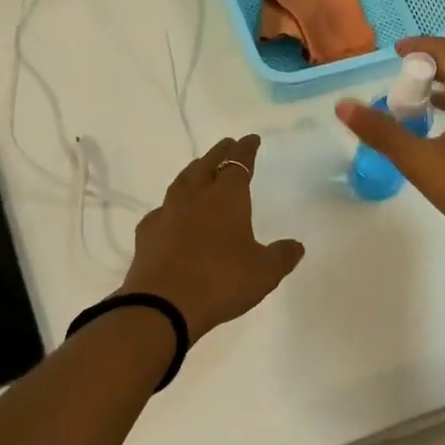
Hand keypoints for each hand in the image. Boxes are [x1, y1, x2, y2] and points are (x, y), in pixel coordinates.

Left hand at [121, 135, 305, 339]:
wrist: (163, 304)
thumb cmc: (221, 282)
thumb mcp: (263, 273)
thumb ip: (281, 256)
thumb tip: (296, 245)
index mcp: (226, 198)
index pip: (238, 164)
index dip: (246, 150)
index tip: (251, 139)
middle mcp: (195, 197)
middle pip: (207, 165)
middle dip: (220, 153)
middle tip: (227, 145)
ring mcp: (167, 213)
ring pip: (182, 182)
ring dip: (194, 171)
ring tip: (200, 168)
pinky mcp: (147, 233)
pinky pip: (162, 210)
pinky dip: (171, 205)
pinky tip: (172, 212)